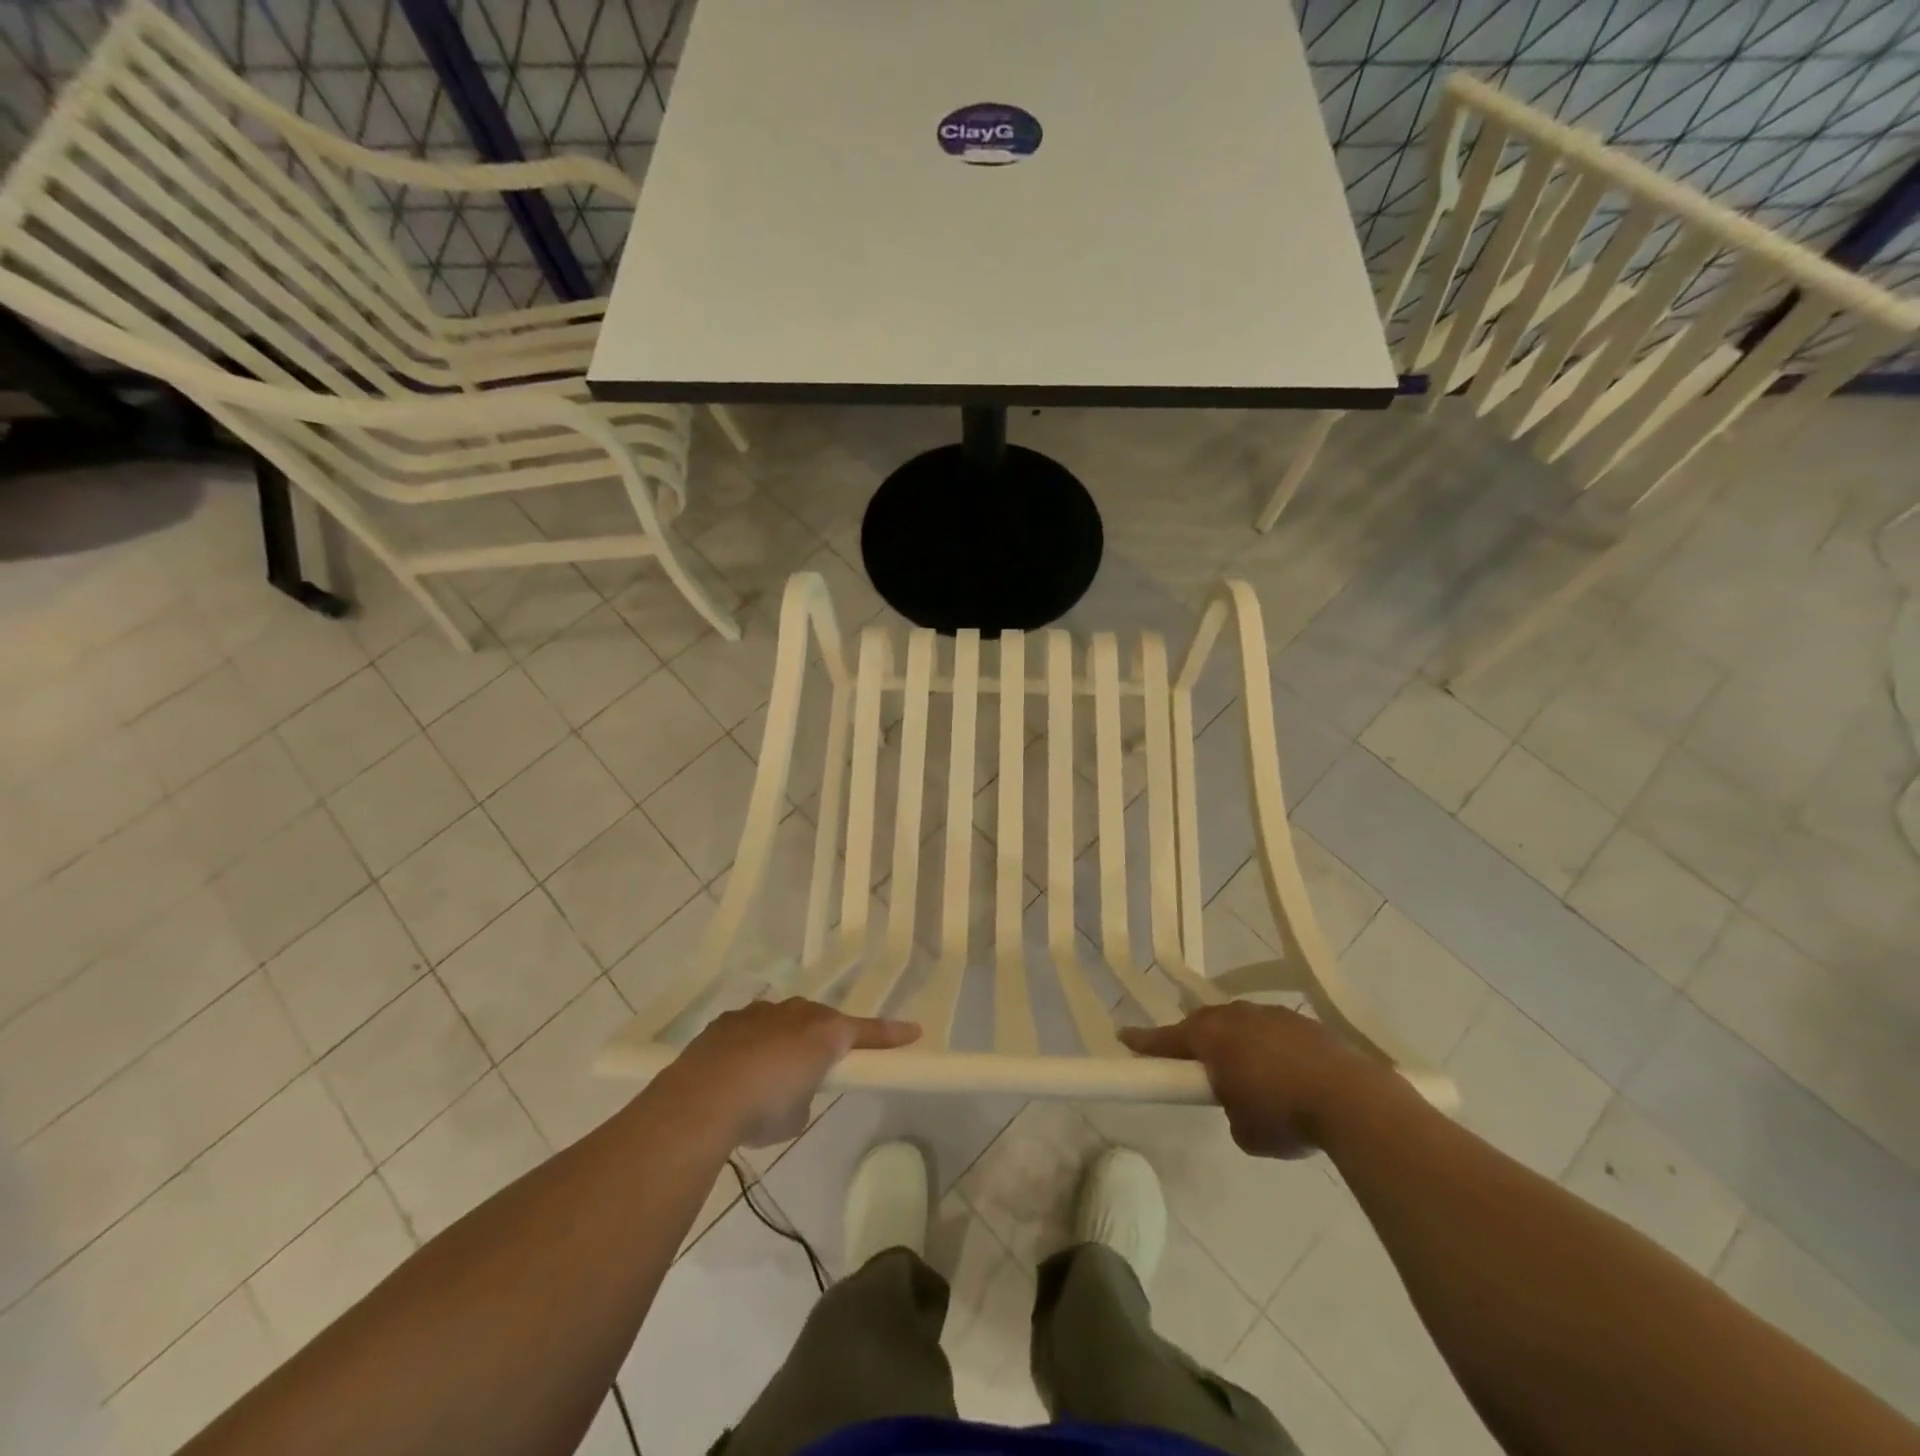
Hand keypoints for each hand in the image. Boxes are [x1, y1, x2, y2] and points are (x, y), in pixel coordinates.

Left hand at [665, 998, 920, 1146]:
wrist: (702, 1099)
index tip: (914, 1032)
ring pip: (785, 1020)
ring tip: (772, 1075)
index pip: (866, 1032)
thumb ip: (805, 1093)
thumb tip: (792, 1088)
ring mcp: (760, 1013)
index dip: (891, 1034)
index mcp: (824, 1033)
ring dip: (786, 1040)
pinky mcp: (729, 1021)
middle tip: (823, 1065)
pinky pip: (753, 1028)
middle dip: (826, 1039)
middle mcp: (797, 1013)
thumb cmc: (764, 1108)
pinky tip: (739, 1071)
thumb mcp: (798, 1115)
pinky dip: (753, 1045)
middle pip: (822, 1021)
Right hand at [1120, 1003, 1376, 1158]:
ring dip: (1237, 1041)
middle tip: (1195, 1061)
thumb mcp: (1245, 1132)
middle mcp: (1236, 1017)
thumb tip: (1240, 1104)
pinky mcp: (1304, 1022)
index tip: (1124, 1037)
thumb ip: (1230, 1110)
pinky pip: (1273, 1030)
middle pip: (1204, 1023)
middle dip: (1196, 1039)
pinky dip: (1270, 1046)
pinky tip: (1286, 1071)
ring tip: (1248, 1070)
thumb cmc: (1285, 1117)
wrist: (1353, 1101)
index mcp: (1211, 1038)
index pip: (1166, 1039)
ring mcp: (1272, 1015)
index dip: (1144, 1042)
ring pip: (1241, 1022)